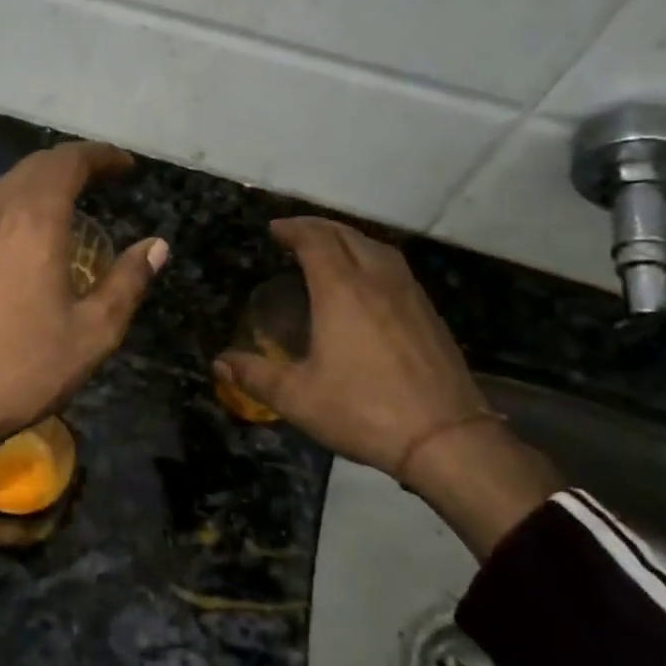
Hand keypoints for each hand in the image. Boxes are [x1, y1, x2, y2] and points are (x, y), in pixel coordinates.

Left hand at [0, 142, 168, 549]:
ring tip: (76, 198)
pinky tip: (35, 230)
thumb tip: (156, 246)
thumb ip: (127, 282)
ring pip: (10, 182)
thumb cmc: (22, 366)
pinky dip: (22, 199)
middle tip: (107, 178)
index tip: (127, 166)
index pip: (68, 162)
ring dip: (45, 178)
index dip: (101, 156)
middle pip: (37, 165)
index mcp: (33, 220)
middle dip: (75, 162)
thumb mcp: (92, 332)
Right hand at [215, 219, 486, 475]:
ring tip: (329, 248)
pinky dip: (372, 257)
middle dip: (318, 227)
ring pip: (376, 247)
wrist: (446, 439)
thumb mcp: (297, 398)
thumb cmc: (363, 411)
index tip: (274, 229)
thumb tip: (219, 363)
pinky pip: (395, 267)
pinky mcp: (429, 313)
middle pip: (347, 235)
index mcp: (341, 291)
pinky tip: (367, 280)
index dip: (293, 229)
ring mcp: (409, 294)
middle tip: (294, 233)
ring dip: (348, 238)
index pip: (315, 241)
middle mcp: (377, 281)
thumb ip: (255, 376)